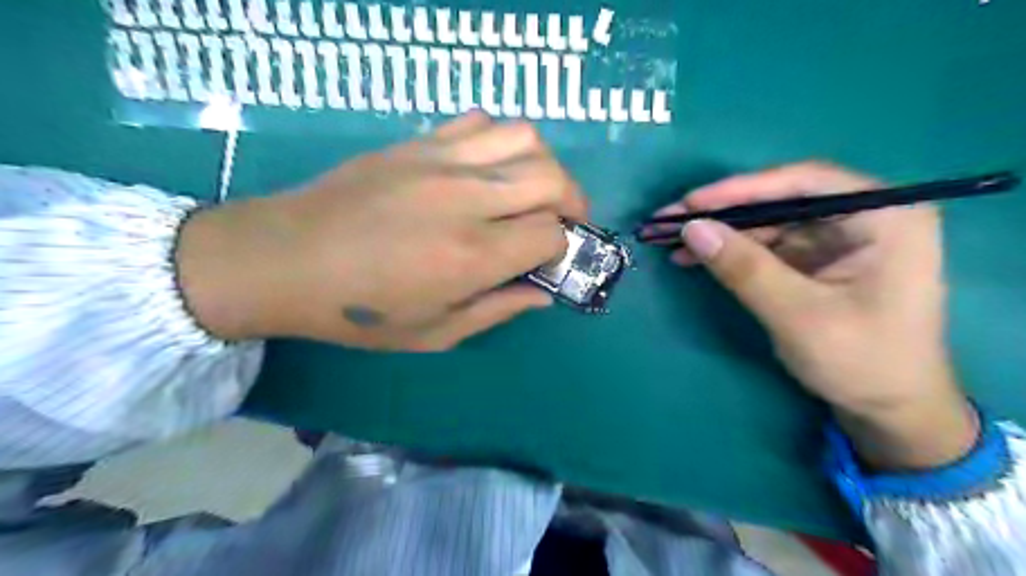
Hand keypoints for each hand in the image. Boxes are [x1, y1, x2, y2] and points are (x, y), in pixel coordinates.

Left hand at [175, 113, 584, 351]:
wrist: (284, 259)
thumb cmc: (359, 310)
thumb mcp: (434, 333)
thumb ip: (497, 310)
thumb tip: (542, 294)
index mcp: (472, 255)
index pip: (550, 233)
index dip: (560, 248)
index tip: (548, 260)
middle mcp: (466, 199)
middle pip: (551, 177)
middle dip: (572, 200)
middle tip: (563, 220)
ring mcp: (441, 162)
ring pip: (524, 137)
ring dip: (543, 164)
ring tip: (533, 189)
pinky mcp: (418, 143)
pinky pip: (480, 122)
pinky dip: (500, 140)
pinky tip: (489, 167)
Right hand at [662, 161, 971, 468]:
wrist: (890, 411)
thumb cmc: (862, 362)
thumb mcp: (798, 314)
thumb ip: (745, 268)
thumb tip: (691, 229)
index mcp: (885, 216)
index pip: (805, 182)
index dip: (742, 188)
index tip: (691, 202)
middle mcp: (863, 216)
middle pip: (781, 199)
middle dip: (723, 212)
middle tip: (671, 219)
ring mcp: (838, 238)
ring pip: (768, 222)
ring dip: (721, 233)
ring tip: (672, 241)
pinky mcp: (817, 260)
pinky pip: (767, 245)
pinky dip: (731, 252)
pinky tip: (696, 258)